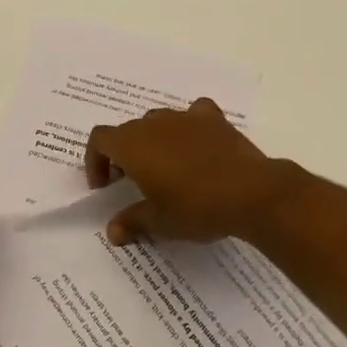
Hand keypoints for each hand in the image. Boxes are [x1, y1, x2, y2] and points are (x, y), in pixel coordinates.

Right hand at [85, 98, 304, 245]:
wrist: (250, 193)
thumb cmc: (195, 207)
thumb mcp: (159, 222)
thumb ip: (132, 221)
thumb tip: (113, 231)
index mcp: (132, 144)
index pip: (99, 139)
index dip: (96, 160)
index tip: (105, 186)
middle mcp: (154, 123)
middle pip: (128, 130)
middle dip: (124, 153)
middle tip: (133, 182)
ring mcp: (185, 117)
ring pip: (158, 121)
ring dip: (154, 140)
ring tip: (165, 167)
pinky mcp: (213, 119)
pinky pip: (193, 114)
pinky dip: (189, 127)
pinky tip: (196, 145)